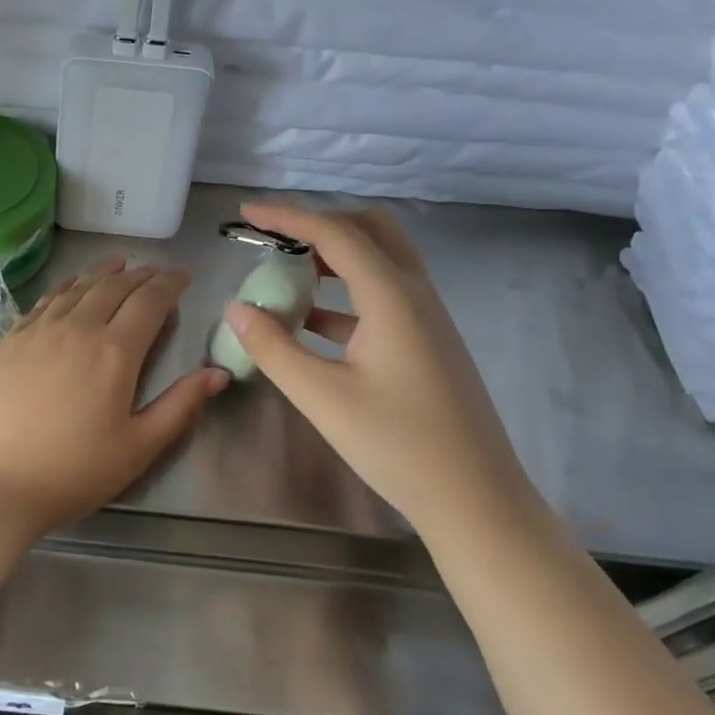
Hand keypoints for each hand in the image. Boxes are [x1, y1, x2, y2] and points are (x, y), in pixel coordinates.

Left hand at [0, 259, 228, 539]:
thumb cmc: (72, 472)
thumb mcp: (138, 448)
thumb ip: (180, 406)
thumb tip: (217, 373)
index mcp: (115, 351)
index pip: (149, 302)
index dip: (169, 284)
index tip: (183, 274)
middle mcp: (77, 328)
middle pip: (113, 287)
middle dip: (140, 274)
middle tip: (156, 270)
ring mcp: (38, 330)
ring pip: (77, 287)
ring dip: (103, 272)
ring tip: (119, 263)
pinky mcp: (9, 340)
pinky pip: (45, 300)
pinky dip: (66, 285)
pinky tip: (70, 285)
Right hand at [223, 202, 534, 534]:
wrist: (476, 501)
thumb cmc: (398, 445)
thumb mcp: (322, 397)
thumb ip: (273, 348)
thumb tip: (237, 308)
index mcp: (392, 297)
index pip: (334, 234)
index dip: (286, 217)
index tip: (246, 214)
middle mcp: (415, 294)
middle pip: (369, 230)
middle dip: (319, 224)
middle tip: (276, 239)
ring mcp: (427, 318)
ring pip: (379, 260)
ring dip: (333, 256)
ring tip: (287, 274)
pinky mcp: (427, 342)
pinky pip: (382, 294)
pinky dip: (345, 291)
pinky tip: (311, 319)